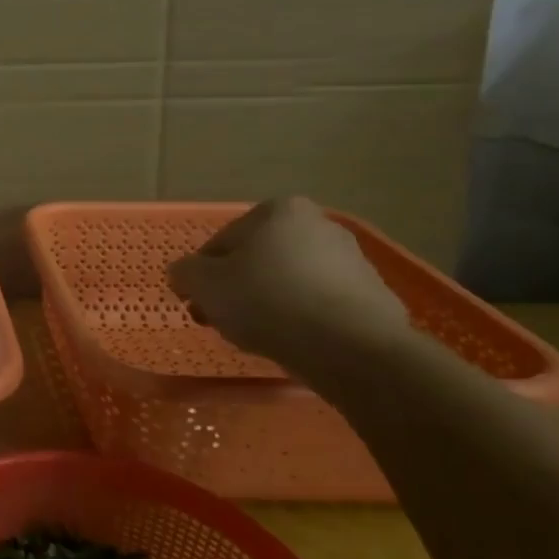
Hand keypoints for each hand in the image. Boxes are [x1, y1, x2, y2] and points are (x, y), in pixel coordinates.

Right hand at [167, 196, 411, 372]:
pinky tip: (294, 342)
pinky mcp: (374, 297)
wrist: (351, 348)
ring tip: (258, 336)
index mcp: (278, 210)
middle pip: (259, 259)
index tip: (198, 303)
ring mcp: (353, 261)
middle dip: (238, 287)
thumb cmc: (267, 301)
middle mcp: (319, 225)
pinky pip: (322, 305)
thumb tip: (184, 274)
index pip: (222, 242)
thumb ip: (185, 272)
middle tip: (223, 320)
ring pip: (291, 281)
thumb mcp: (203, 284)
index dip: (203, 274)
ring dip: (270, 303)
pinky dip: (304, 319)